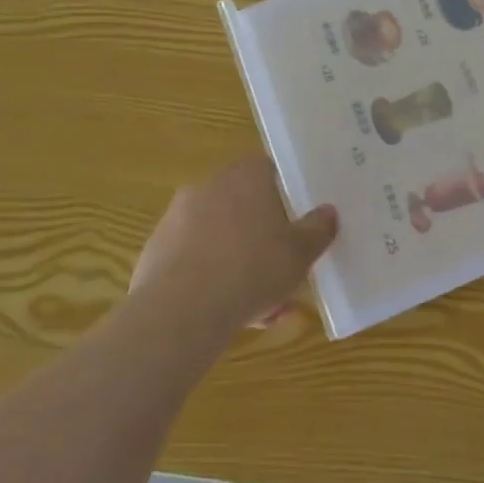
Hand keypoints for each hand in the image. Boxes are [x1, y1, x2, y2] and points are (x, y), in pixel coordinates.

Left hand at [130, 157, 336, 337]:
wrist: (180, 312)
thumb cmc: (252, 269)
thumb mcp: (300, 253)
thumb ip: (318, 229)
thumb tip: (328, 212)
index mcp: (245, 177)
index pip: (267, 170)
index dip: (283, 194)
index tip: (294, 221)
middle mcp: (208, 187)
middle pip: (242, 205)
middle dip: (261, 235)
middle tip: (280, 266)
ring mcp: (176, 219)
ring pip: (218, 237)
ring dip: (237, 261)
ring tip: (259, 304)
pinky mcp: (155, 252)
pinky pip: (193, 260)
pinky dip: (210, 279)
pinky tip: (227, 313)